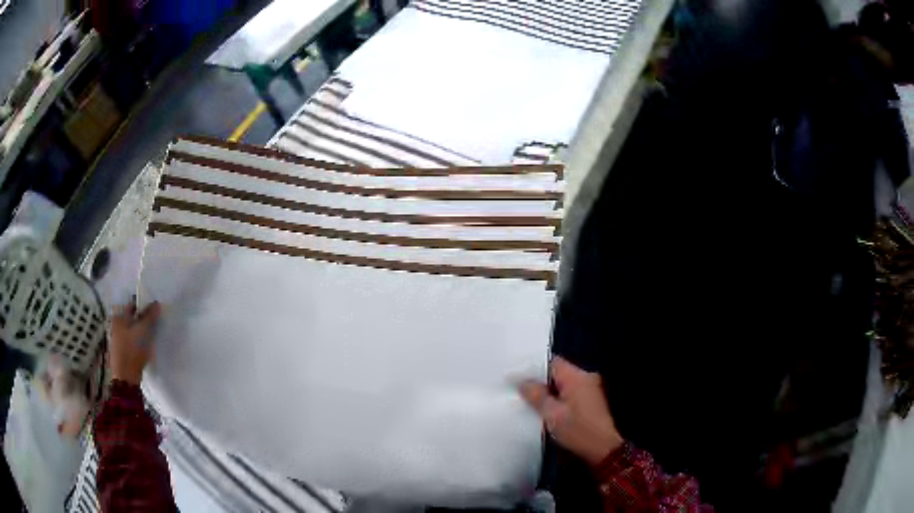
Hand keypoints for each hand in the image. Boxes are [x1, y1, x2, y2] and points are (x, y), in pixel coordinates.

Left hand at [109, 301, 160, 384]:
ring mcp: (117, 338)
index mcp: (119, 316)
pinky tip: (145, 346)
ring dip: (141, 331)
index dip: (144, 306)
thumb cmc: (133, 350)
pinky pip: (131, 340)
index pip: (133, 304)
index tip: (155, 311)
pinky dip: (138, 340)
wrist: (126, 377)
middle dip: (143, 319)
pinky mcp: (121, 350)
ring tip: (151, 335)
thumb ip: (150, 316)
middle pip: (132, 317)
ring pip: (132, 329)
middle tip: (155, 323)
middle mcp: (116, 324)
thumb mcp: (143, 331)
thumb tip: (156, 303)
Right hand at [520, 357, 622, 465]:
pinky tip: (547, 409)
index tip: (517, 377)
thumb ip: (536, 395)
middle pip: (558, 373)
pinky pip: (570, 392)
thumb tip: (523, 382)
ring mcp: (591, 388)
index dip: (534, 368)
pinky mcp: (591, 400)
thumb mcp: (552, 414)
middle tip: (520, 391)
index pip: (552, 362)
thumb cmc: (577, 430)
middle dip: (540, 382)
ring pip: (564, 384)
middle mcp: (586, 378)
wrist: (603, 449)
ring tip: (530, 401)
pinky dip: (559, 398)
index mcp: (577, 377)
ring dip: (549, 391)